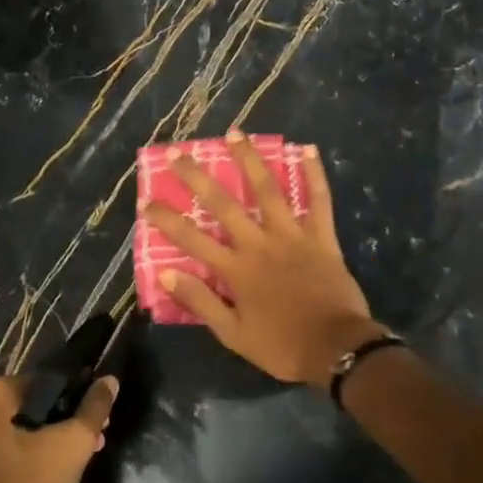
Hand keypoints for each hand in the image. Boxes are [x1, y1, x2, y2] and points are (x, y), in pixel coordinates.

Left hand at [0, 373, 117, 482]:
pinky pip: (13, 452)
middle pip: (38, 405)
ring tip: (82, 461)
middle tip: (97, 438)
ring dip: (56, 442)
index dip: (80, 392)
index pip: (49, 379)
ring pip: (27, 431)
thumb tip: (109, 380)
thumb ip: (94, 409)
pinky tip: (56, 481)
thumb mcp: (71, 446)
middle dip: (70, 420)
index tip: (100, 413)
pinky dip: (36, 459)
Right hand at [142, 130, 385, 387]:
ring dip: (250, 160)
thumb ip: (201, 301)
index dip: (166, 219)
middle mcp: (260, 244)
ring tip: (235, 133)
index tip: (146, 200)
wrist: (336, 349)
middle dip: (198, 177)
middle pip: (224, 204)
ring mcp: (293, 236)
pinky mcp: (322, 237)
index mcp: (236, 269)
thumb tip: (166, 273)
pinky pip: (319, 200)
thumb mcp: (233, 335)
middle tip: (179, 152)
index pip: (192, 239)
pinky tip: (307, 149)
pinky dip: (314, 174)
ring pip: (268, 190)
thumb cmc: (282, 346)